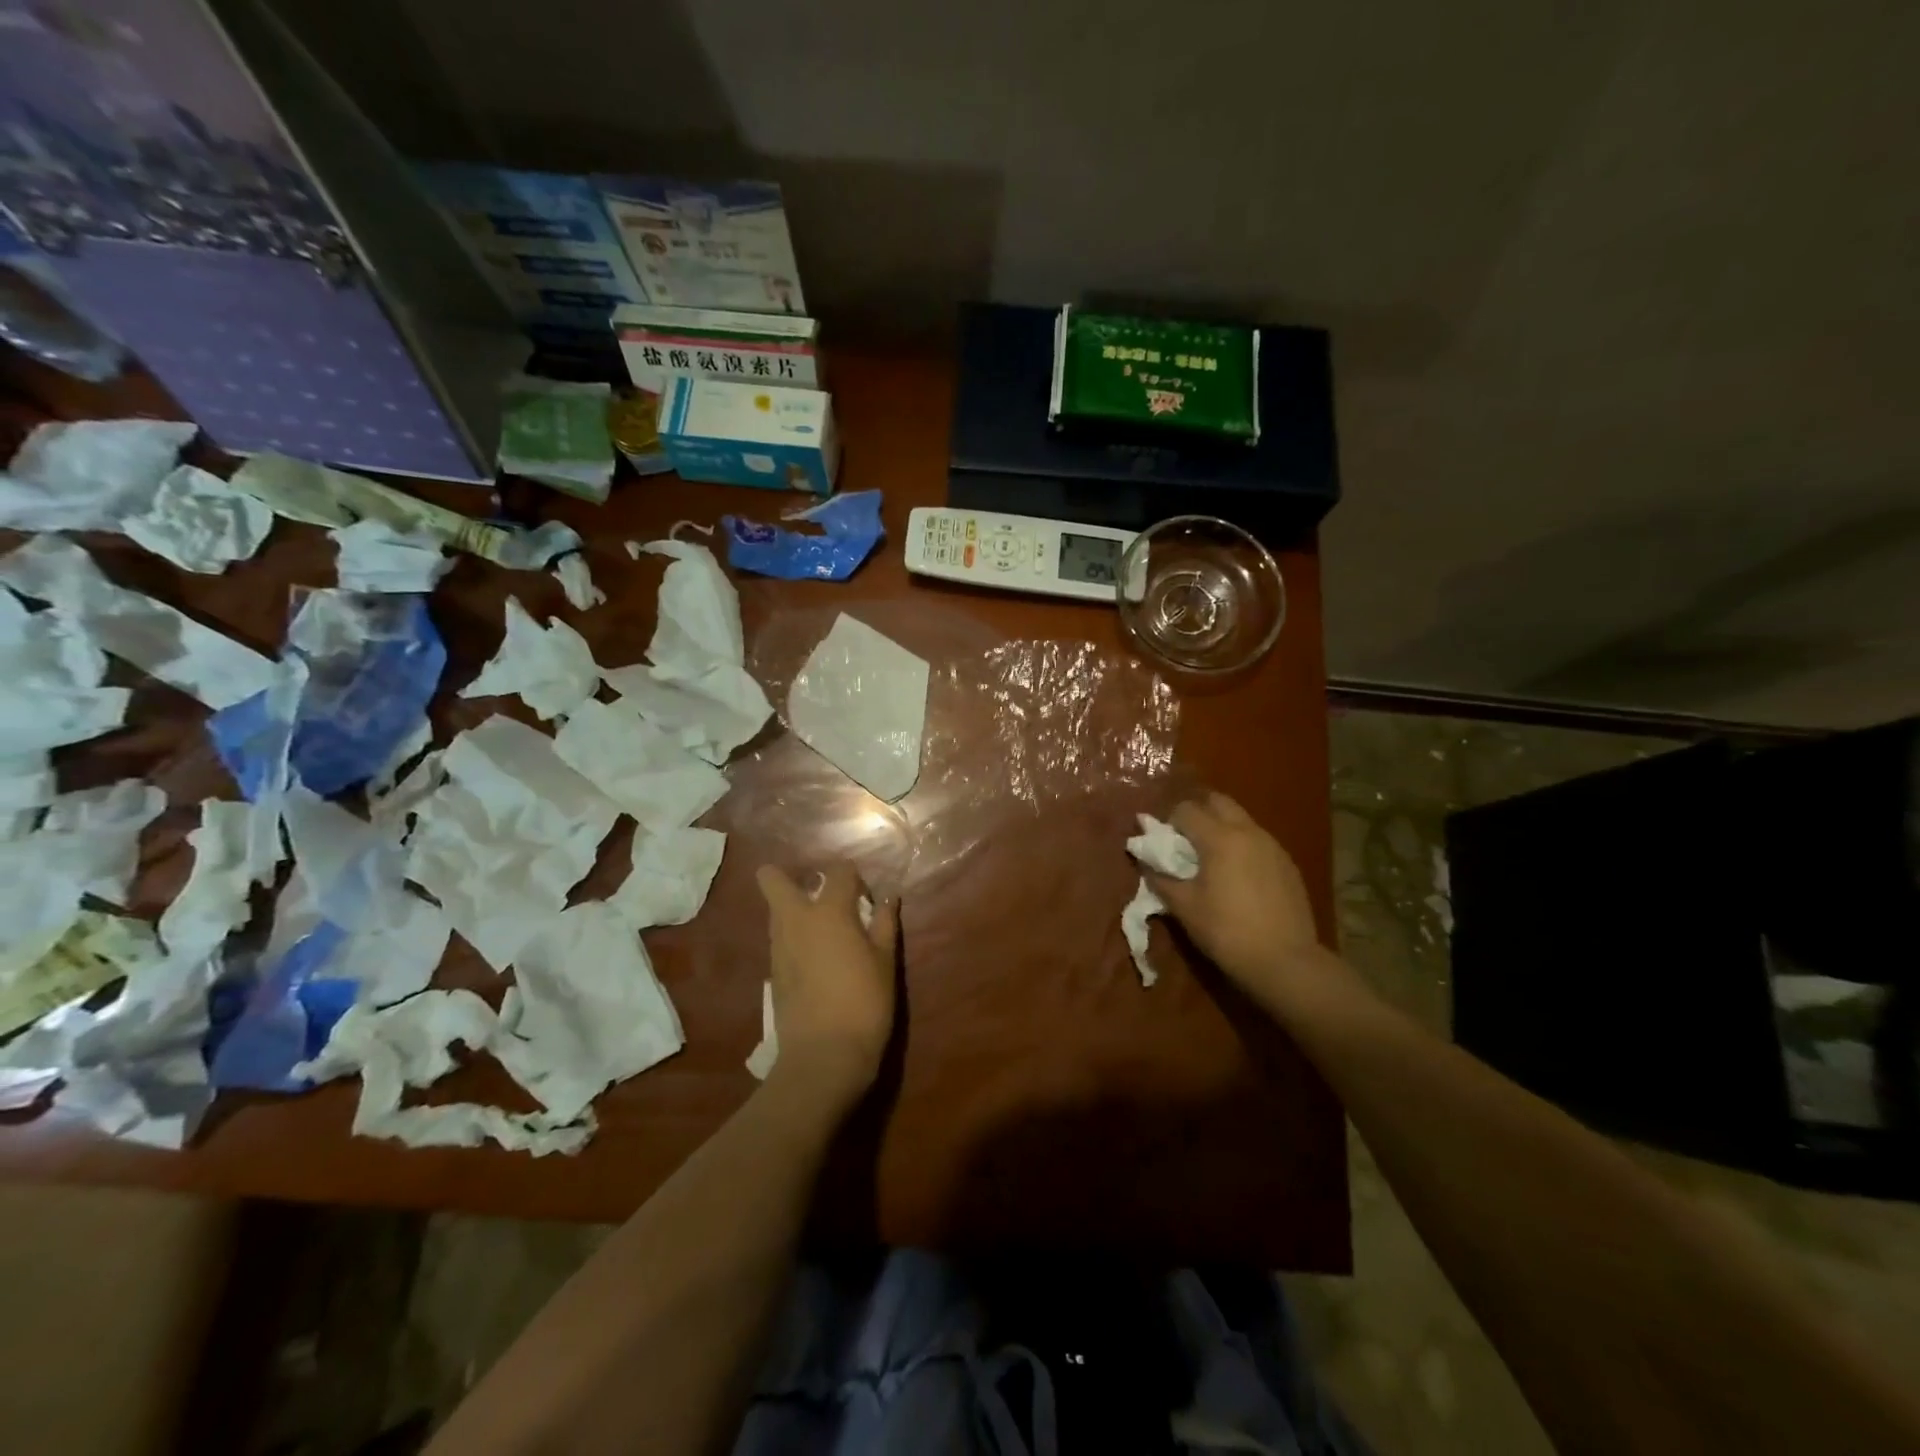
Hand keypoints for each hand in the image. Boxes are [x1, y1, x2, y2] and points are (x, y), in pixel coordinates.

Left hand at [756, 863, 898, 1111]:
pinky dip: (794, 938)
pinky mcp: (772, 972)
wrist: (824, 1055)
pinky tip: (815, 960)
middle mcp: (795, 920)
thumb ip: (885, 924)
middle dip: (787, 876)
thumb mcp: (885, 961)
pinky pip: (780, 939)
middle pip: (773, 879)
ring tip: (824, 931)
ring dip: (794, 909)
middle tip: (819, 895)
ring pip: (776, 910)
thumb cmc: (864, 1002)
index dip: (854, 877)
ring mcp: (778, 946)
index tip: (866, 898)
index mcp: (828, 911)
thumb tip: (889, 899)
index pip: (839, 871)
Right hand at [1146, 792, 1323, 995]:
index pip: (1186, 809)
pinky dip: (1242, 846)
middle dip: (1198, 813)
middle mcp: (1248, 831)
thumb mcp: (1184, 907)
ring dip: (1221, 828)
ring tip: (1212, 860)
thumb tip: (1146, 862)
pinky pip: (1258, 841)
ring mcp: (1272, 846)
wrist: (1285, 961)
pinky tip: (1239, 878)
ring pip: (1241, 820)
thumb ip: (1160, 878)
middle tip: (1186, 842)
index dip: (1169, 822)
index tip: (1163, 844)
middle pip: (1217, 802)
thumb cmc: (1226, 931)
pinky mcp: (1288, 864)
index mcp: (1219, 837)